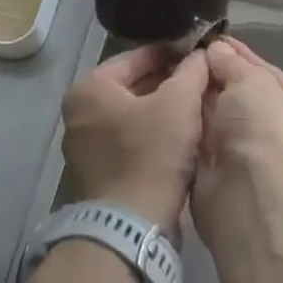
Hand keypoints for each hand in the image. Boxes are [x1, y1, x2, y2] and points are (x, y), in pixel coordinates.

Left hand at [62, 46, 208, 231]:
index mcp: (90, 89)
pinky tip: (184, 137)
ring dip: (165, 110)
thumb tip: (201, 53)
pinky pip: (131, 140)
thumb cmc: (151, 154)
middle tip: (203, 82)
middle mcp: (80, 114)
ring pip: (135, 114)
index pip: (138, 56)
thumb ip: (192, 70)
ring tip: (199, 108)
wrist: (130, 228)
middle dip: (170, 83)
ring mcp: (86, 146)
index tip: (200, 55)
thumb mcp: (180, 103)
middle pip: (135, 85)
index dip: (173, 53)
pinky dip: (155, 135)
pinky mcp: (99, 173)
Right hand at [193, 38, 282, 241]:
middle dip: (219, 78)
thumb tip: (216, 49)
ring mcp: (254, 160)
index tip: (214, 40)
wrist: (249, 196)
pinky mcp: (224, 176)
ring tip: (173, 72)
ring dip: (202, 99)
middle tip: (188, 54)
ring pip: (223, 120)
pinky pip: (205, 141)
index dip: (242, 56)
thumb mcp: (253, 81)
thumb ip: (233, 62)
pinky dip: (191, 124)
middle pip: (246, 98)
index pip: (271, 75)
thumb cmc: (266, 130)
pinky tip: (171, 103)